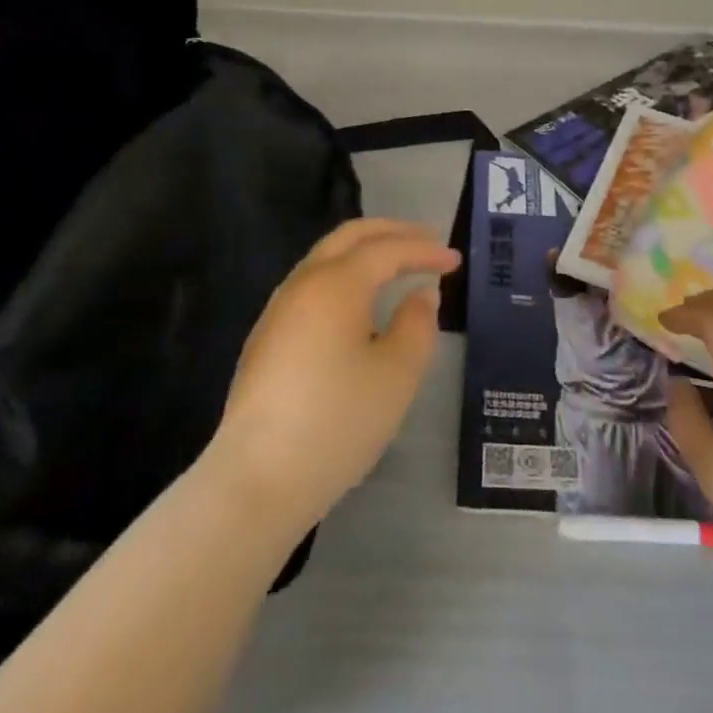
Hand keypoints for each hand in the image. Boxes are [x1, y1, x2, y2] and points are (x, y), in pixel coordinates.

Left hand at [210, 219, 459, 529]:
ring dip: (364, 253)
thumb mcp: (396, 375)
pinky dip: (344, 277)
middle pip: (350, 237)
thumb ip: (417, 326)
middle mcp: (303, 283)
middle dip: (391, 232)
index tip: (455, 260)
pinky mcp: (266, 338)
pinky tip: (358, 305)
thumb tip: (420, 296)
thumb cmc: (337, 422)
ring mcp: (278, 310)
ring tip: (396, 266)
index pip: (387, 249)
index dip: (424, 250)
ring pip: (326, 258)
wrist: (256, 479)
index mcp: (337, 284)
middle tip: (427, 240)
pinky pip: (312, 285)